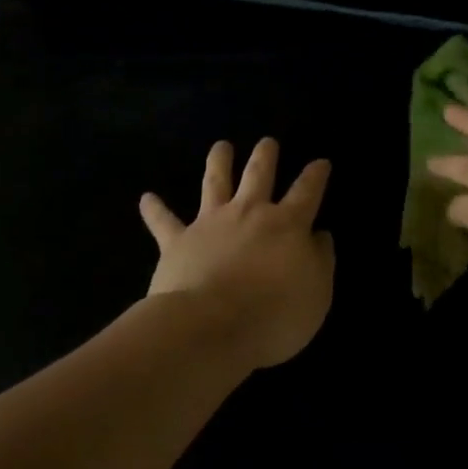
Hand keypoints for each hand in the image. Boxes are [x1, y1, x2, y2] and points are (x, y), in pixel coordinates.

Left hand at [139, 139, 336, 369]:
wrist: (210, 326)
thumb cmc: (273, 315)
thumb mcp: (316, 294)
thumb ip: (320, 260)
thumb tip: (319, 236)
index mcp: (287, 225)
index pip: (307, 191)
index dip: (316, 175)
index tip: (321, 162)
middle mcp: (249, 213)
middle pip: (259, 174)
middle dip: (265, 155)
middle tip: (267, 142)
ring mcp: (211, 223)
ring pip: (215, 182)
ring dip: (219, 162)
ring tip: (221, 146)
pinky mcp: (177, 241)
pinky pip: (164, 222)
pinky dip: (155, 209)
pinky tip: (146, 198)